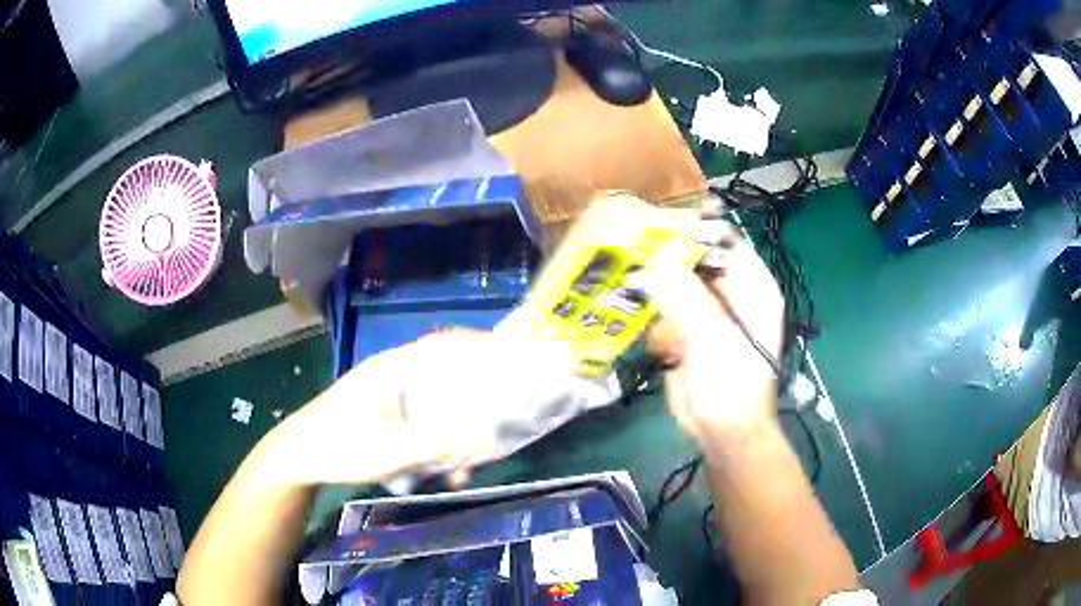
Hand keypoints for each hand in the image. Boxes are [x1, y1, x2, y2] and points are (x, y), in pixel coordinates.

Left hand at [259, 331, 592, 487]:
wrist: (299, 458)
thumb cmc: (338, 447)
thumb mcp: (389, 451)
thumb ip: (438, 444)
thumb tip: (486, 437)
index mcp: (396, 369)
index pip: (447, 346)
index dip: (483, 350)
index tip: (516, 365)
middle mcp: (398, 376)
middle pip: (450, 379)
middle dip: (478, 406)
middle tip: (501, 432)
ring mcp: (392, 396)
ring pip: (440, 406)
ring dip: (458, 433)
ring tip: (467, 469)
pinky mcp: (389, 416)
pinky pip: (425, 423)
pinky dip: (441, 443)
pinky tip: (444, 473)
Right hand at [634, 229, 784, 450]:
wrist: (724, 434)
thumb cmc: (734, 385)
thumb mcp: (714, 336)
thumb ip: (683, 296)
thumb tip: (646, 266)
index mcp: (752, 288)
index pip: (724, 242)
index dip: (693, 231)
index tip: (656, 227)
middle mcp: (732, 294)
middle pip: (696, 262)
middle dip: (666, 261)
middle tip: (632, 254)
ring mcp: (708, 315)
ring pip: (675, 287)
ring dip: (658, 295)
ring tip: (637, 296)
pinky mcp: (688, 335)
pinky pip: (666, 315)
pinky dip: (657, 325)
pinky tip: (658, 343)